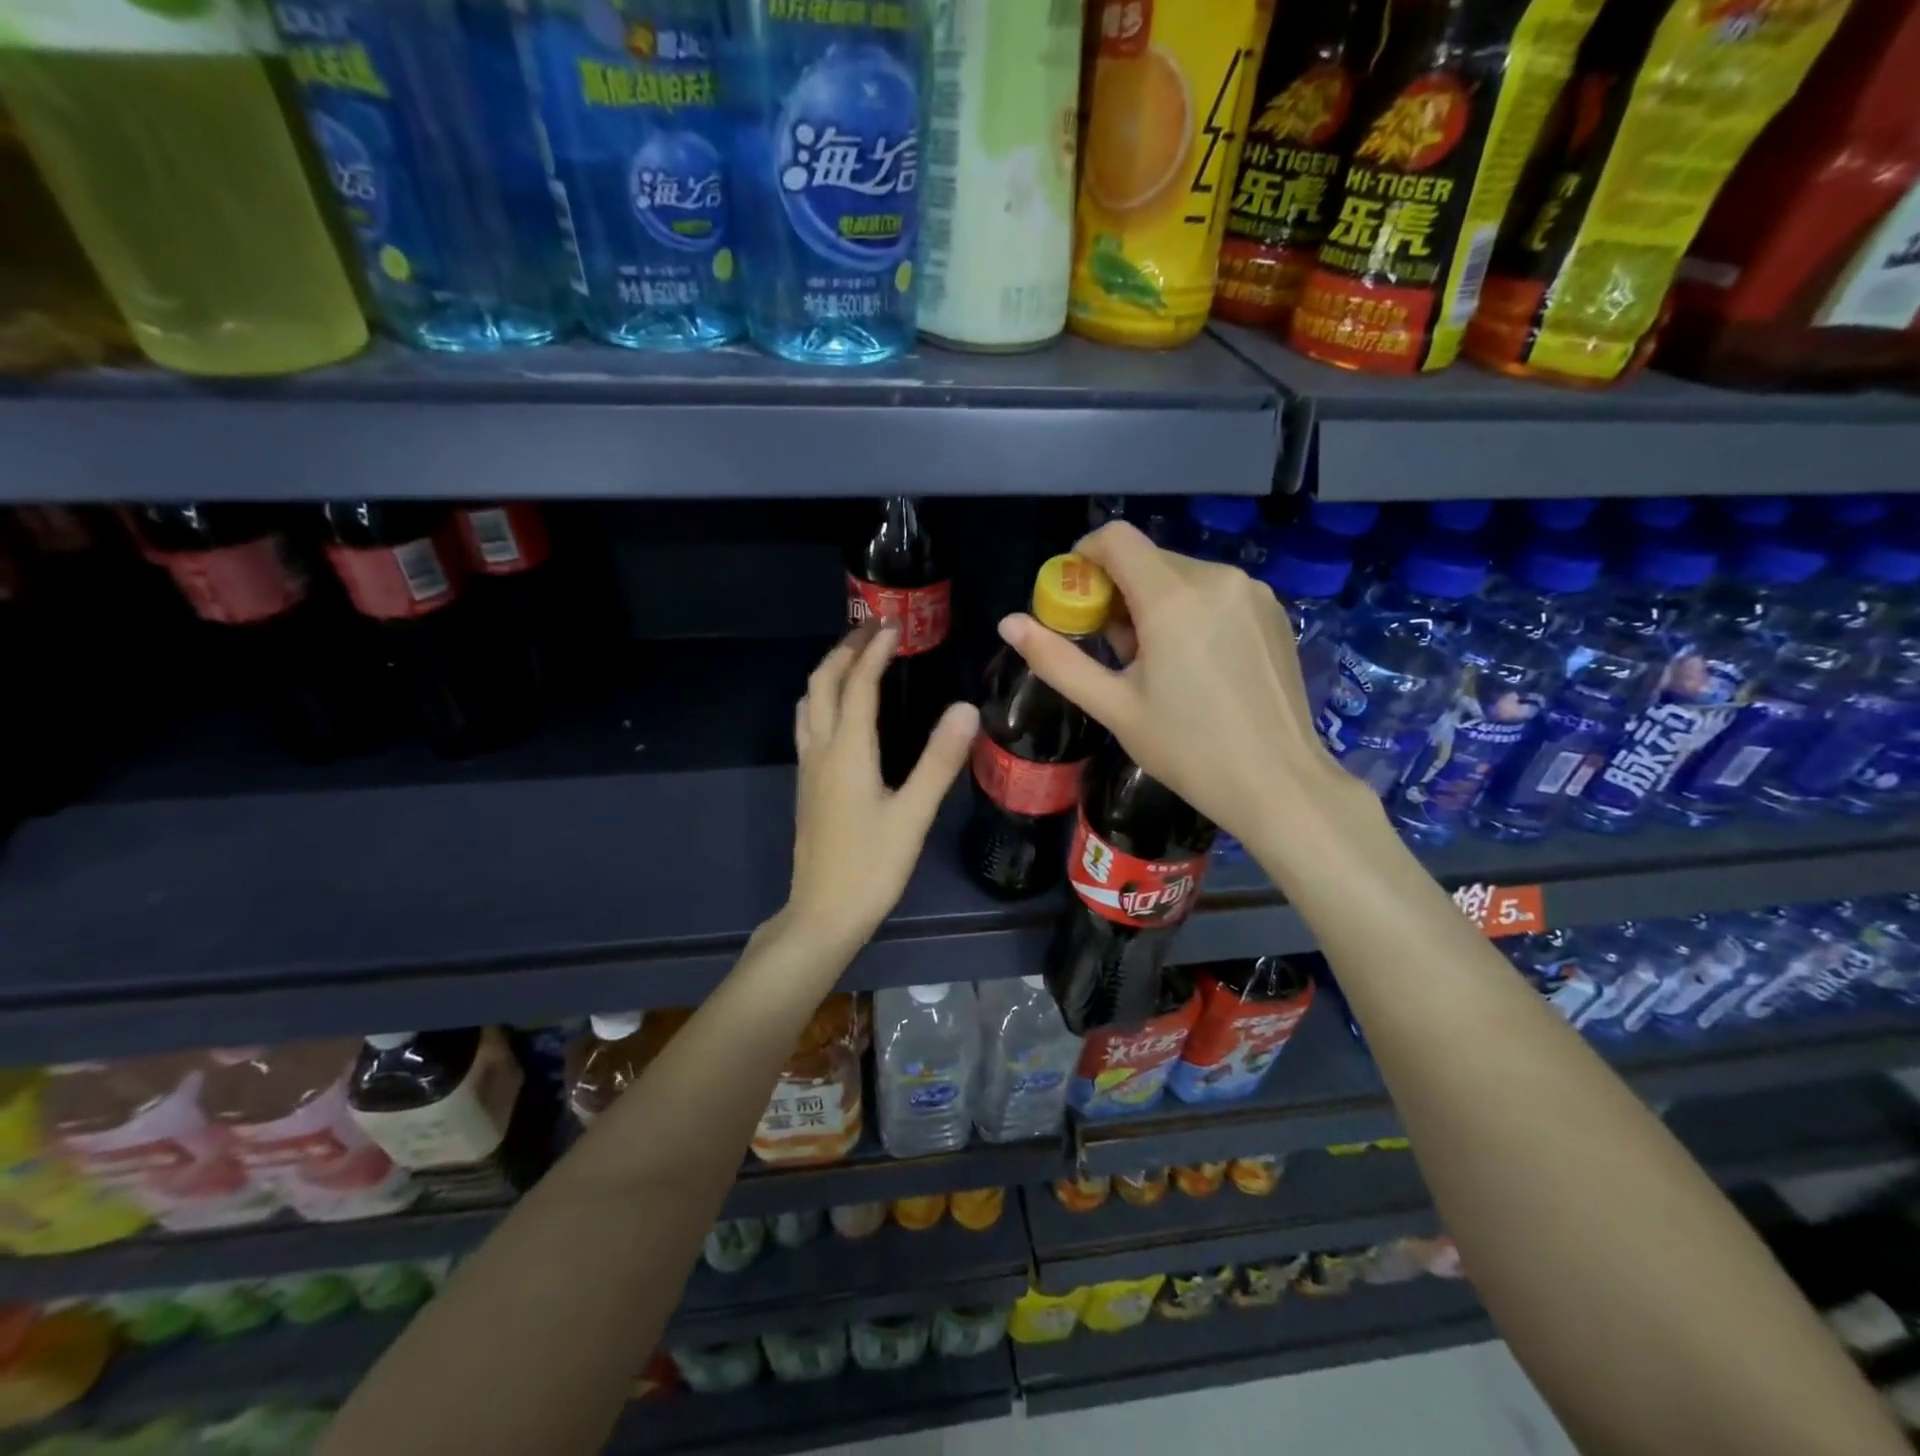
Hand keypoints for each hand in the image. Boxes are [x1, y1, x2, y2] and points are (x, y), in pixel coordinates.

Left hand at [786, 623, 978, 953]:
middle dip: (845, 650)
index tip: (894, 624)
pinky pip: (808, 724)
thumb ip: (939, 760)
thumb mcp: (913, 815)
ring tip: (856, 659)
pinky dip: (823, 699)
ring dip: (829, 672)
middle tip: (873, 630)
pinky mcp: (807, 786)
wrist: (823, 914)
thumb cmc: (872, 867)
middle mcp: (821, 750)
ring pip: (809, 703)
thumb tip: (965, 707)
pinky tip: (842, 712)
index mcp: (847, 751)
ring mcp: (808, 768)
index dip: (875, 651)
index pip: (859, 685)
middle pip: (822, 684)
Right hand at [996, 522, 1369, 848]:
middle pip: (1148, 559)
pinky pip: (1215, 592)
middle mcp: (1216, 578)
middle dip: (1118, 591)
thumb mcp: (1113, 707)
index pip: (1116, 538)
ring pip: (1182, 575)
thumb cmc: (1187, 749)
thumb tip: (1008, 623)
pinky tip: (1196, 664)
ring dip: (1154, 603)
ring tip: (1155, 663)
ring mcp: (1252, 592)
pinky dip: (1191, 611)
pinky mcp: (1274, 611)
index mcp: (1173, 597)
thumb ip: (1057, 659)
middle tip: (1114, 649)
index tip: (1075, 598)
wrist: (1279, 784)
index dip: (1085, 557)